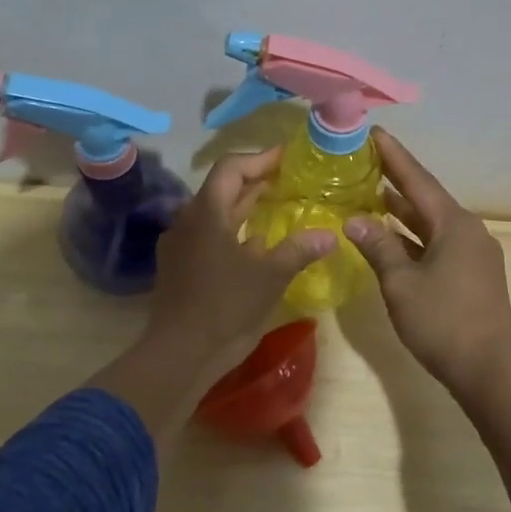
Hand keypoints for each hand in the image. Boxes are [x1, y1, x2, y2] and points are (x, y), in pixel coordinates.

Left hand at [144, 148, 335, 375]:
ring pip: (215, 214)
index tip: (287, 158)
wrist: (179, 353)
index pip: (231, 168)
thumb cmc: (225, 305)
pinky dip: (233, 232)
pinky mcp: (180, 267)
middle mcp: (188, 220)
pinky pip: (208, 236)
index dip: (260, 159)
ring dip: (244, 207)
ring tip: (277, 207)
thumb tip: (330, 234)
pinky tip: (256, 245)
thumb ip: (299, 249)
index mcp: (207, 212)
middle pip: (222, 188)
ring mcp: (180, 245)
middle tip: (288, 180)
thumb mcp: (270, 275)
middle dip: (255, 182)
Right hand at [343, 130, 510, 395]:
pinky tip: (391, 238)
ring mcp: (473, 253)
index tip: (374, 131)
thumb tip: (354, 220)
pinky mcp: (473, 274)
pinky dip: (413, 237)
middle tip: (365, 160)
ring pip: (431, 223)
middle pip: (426, 198)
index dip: (394, 156)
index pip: (418, 180)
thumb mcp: (401, 283)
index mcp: (454, 224)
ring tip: (371, 193)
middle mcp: (468, 230)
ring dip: (402, 211)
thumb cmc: (443, 321)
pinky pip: (437, 243)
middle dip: (396, 180)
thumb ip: (378, 247)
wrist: (490, 370)